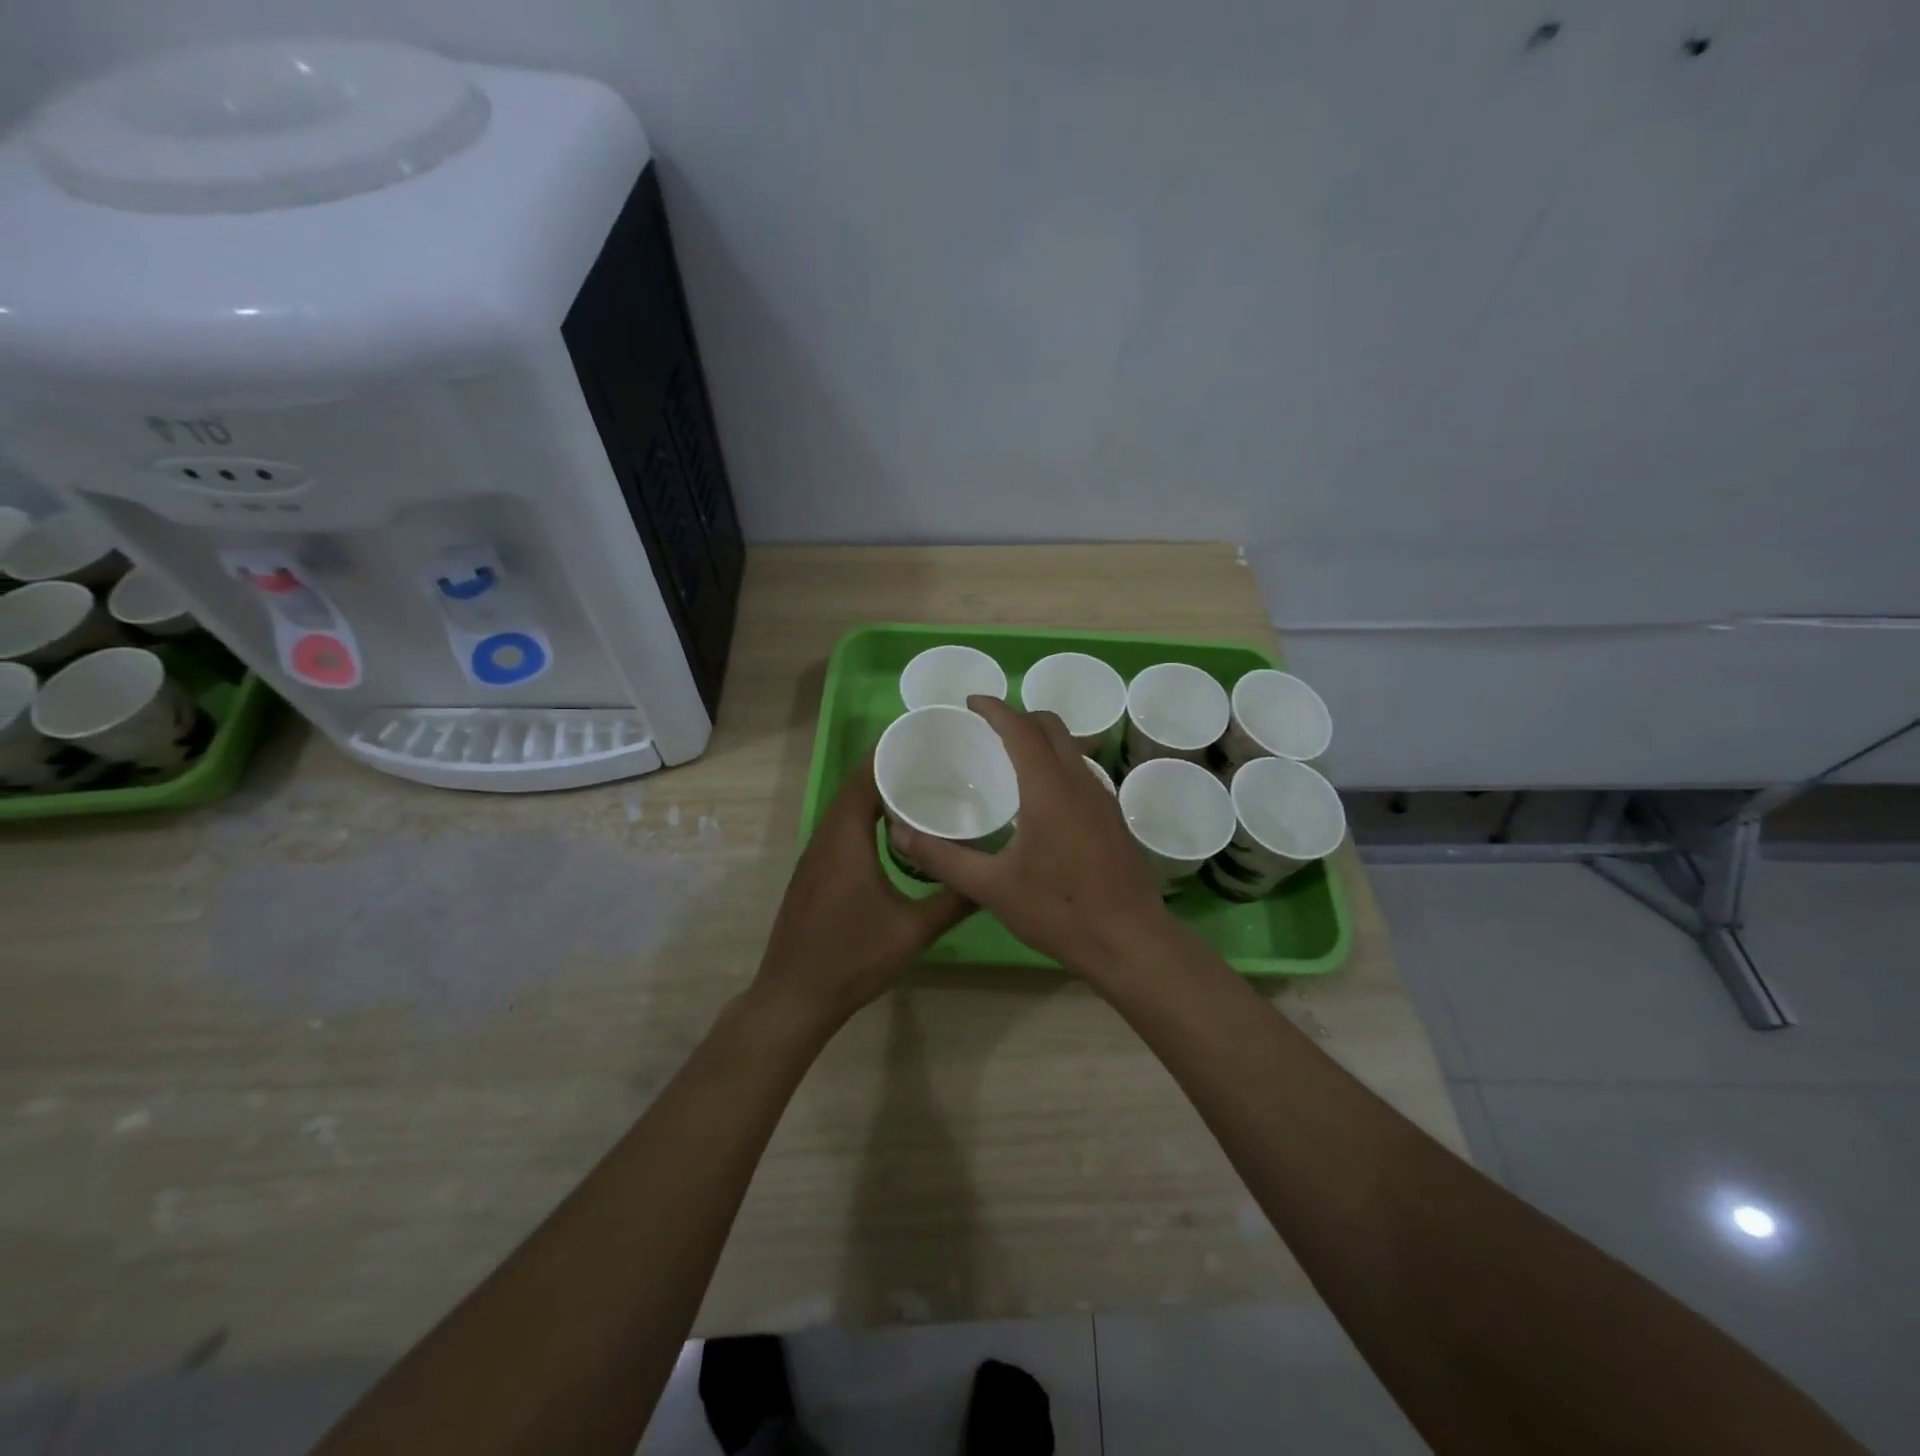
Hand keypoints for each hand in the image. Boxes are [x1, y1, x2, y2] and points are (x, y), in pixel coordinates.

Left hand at [752, 751, 973, 1028]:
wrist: (794, 997)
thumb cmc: (852, 958)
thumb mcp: (913, 930)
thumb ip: (955, 900)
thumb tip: (993, 875)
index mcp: (845, 839)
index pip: (864, 778)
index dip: (889, 754)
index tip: (925, 740)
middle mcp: (825, 838)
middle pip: (855, 788)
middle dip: (889, 770)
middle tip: (934, 762)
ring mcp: (814, 856)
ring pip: (846, 810)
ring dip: (875, 794)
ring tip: (920, 788)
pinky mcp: (813, 874)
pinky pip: (840, 830)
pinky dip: (865, 818)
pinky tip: (892, 833)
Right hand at [895, 696, 1174, 978]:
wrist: (1131, 942)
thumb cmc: (1059, 912)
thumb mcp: (992, 888)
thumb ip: (943, 857)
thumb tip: (899, 834)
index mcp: (1049, 789)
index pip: (1021, 729)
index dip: (995, 709)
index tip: (970, 702)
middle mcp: (1079, 782)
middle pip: (1051, 727)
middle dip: (1018, 717)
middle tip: (986, 729)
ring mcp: (1103, 798)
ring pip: (1071, 747)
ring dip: (1040, 739)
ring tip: (1008, 759)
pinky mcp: (1113, 817)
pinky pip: (1081, 770)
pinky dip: (1056, 763)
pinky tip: (1039, 799)